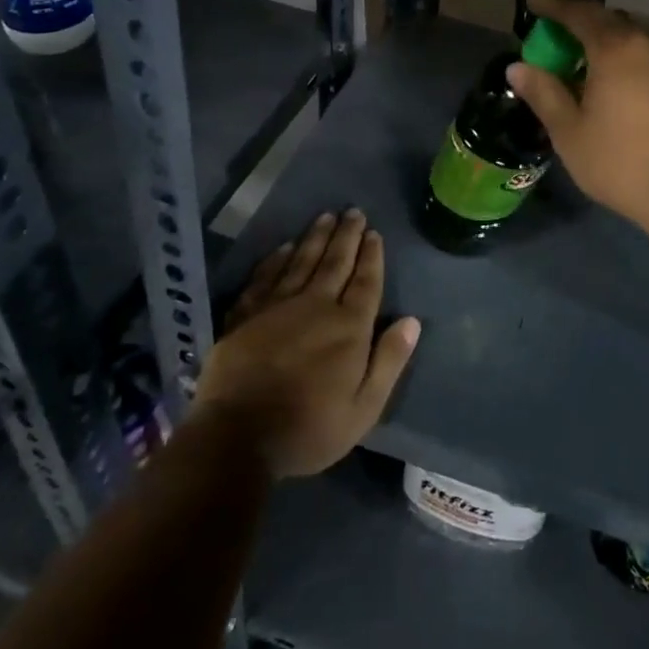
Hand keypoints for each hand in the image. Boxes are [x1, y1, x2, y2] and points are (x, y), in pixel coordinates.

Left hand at [192, 210, 420, 478]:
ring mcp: (277, 307)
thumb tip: (411, 320)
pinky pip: (265, 277)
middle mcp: (315, 306)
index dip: (371, 256)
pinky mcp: (246, 315)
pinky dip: (276, 259)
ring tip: (326, 216)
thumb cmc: (308, 428)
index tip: (374, 233)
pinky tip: (284, 247)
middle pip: (335, 262)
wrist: (236, 437)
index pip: (365, 281)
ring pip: (301, 261)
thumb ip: (388, 361)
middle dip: (347, 236)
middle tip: (353, 211)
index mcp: (348, 327)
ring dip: (315, 237)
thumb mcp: (363, 408)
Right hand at [507, 0, 648, 237]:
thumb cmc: (621, 162)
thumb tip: (517, 67)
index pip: (579, 12)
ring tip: (586, 68)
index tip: (533, 2)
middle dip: (580, 24)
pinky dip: (628, 61)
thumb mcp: (569, 132)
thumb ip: (543, 93)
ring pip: (633, 39)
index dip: (553, 4)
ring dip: (607, 44)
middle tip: (556, 40)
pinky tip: (618, 87)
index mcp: (616, 48)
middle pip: (609, 21)